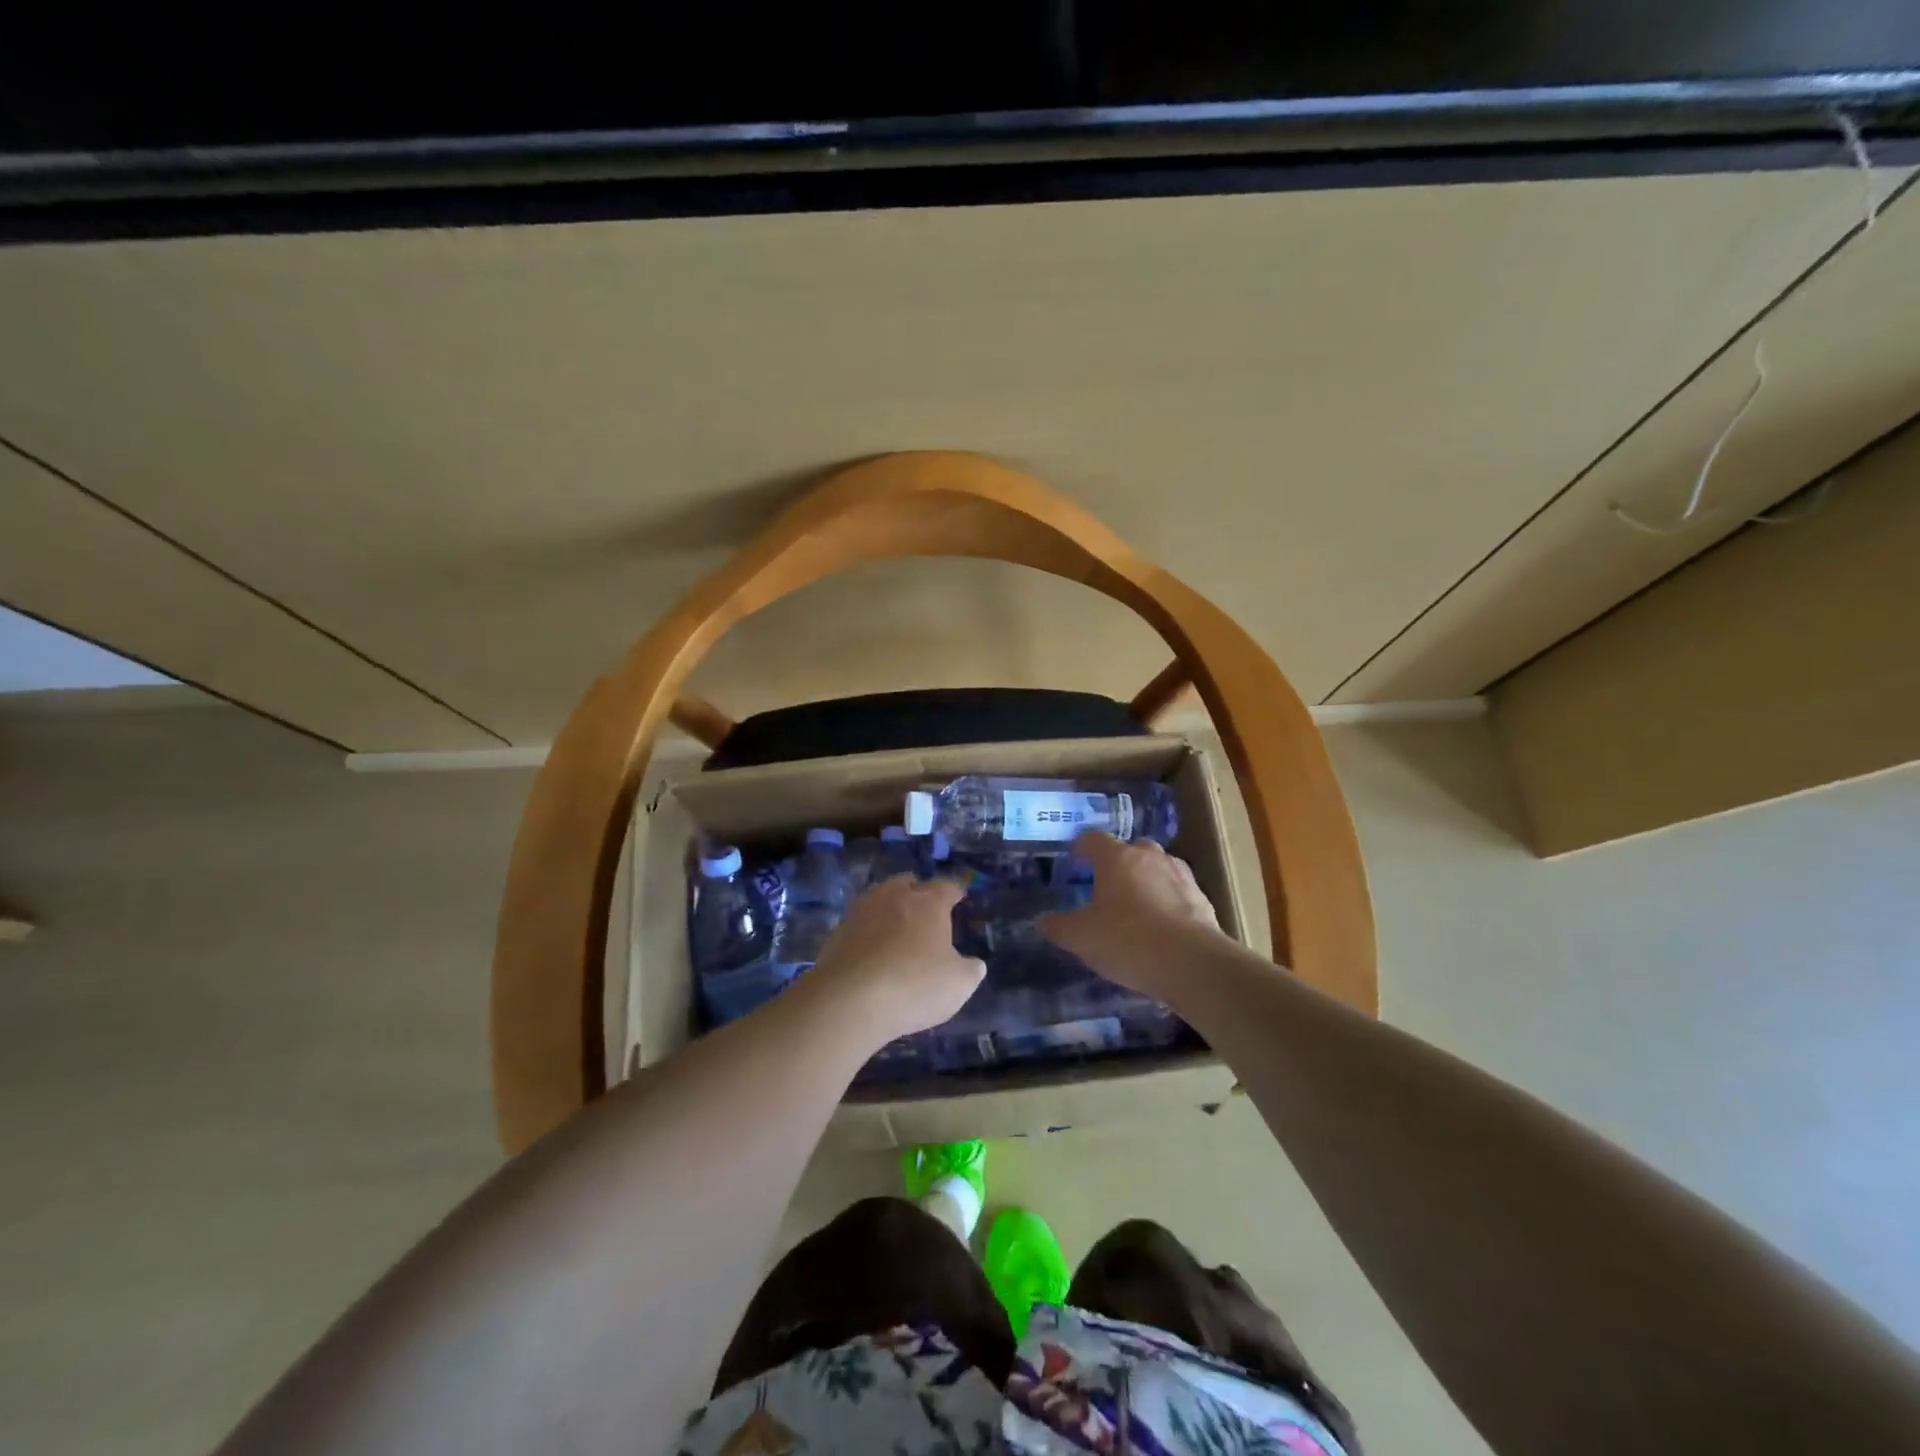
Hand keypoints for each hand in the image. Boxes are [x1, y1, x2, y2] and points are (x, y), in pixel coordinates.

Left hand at [805, 876, 985, 1046]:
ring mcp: (862, 911)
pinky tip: (872, 951)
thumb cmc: (914, 985)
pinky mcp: (837, 932)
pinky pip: (860, 924)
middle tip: (925, 909)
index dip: (955, 891)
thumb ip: (970, 970)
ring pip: (880, 898)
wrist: (849, 999)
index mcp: (929, 903)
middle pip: (908, 883)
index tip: (959, 895)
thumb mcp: (958, 984)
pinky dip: (868, 932)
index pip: (947, 887)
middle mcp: (894, 896)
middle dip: (918, 892)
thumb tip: (974, 963)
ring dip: (889, 908)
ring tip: (897, 928)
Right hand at [1040, 831, 1224, 1001]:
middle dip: (1119, 862)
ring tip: (1137, 906)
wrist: (1192, 963)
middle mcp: (1150, 857)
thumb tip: (1043, 921)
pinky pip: (1178, 892)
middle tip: (1107, 886)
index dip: (1082, 848)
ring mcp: (1180, 876)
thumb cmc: (1127, 941)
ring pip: (1158, 868)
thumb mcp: (1081, 938)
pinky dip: (1168, 902)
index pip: (1093, 839)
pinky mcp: (1202, 899)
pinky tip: (1162, 926)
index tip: (1075, 860)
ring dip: (1147, 880)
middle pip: (1131, 849)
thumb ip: (1059, 926)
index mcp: (1117, 858)